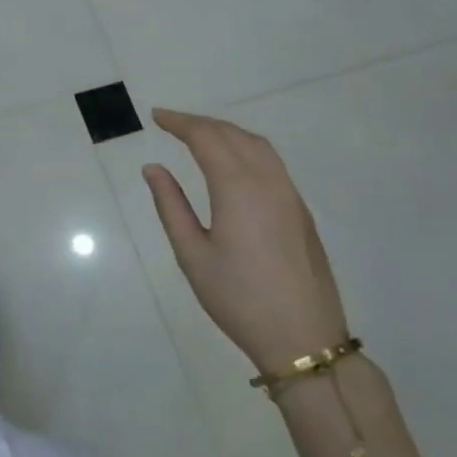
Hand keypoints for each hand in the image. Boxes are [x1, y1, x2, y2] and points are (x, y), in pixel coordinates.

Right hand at [142, 109, 349, 375]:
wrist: (304, 340)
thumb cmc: (238, 298)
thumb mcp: (192, 254)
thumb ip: (171, 205)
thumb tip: (153, 168)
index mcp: (238, 188)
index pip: (206, 138)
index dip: (180, 123)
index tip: (156, 116)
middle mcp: (268, 182)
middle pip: (233, 135)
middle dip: (201, 123)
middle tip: (171, 123)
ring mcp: (290, 195)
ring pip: (257, 145)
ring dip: (226, 132)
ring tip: (199, 136)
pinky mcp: (300, 212)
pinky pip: (271, 162)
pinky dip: (246, 148)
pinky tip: (232, 162)